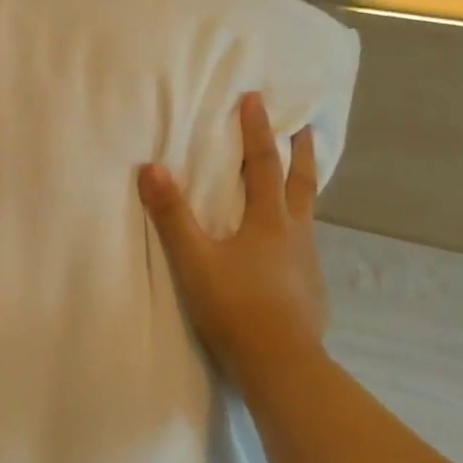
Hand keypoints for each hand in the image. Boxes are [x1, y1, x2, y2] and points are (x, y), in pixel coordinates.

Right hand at [138, 93, 327, 385]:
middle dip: (301, 153)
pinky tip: (290, 250)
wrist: (280, 364)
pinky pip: (306, 247)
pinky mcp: (311, 289)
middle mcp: (295, 234)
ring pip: (308, 215)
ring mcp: (308, 263)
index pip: (263, 164)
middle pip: (302, 183)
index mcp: (269, 220)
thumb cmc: (234, 306)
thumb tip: (151, 168)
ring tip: (300, 181)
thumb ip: (172, 215)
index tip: (255, 99)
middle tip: (306, 128)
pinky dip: (299, 231)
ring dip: (304, 189)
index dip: (257, 130)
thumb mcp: (194, 259)